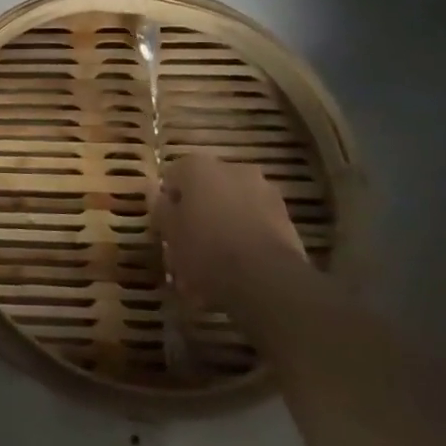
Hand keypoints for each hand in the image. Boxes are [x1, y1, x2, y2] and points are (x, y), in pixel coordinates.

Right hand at [154, 154, 307, 306]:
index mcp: (197, 166)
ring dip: (223, 227)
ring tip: (215, 265)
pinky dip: (245, 239)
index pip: (172, 178)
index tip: (167, 229)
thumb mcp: (168, 231)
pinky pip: (254, 224)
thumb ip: (160, 208)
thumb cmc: (204, 248)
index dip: (167, 204)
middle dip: (198, 214)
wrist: (266, 279)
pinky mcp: (286, 217)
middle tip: (189, 245)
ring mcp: (263, 191)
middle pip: (205, 191)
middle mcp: (232, 169)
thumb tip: (159, 196)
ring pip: (232, 208)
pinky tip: (238, 270)